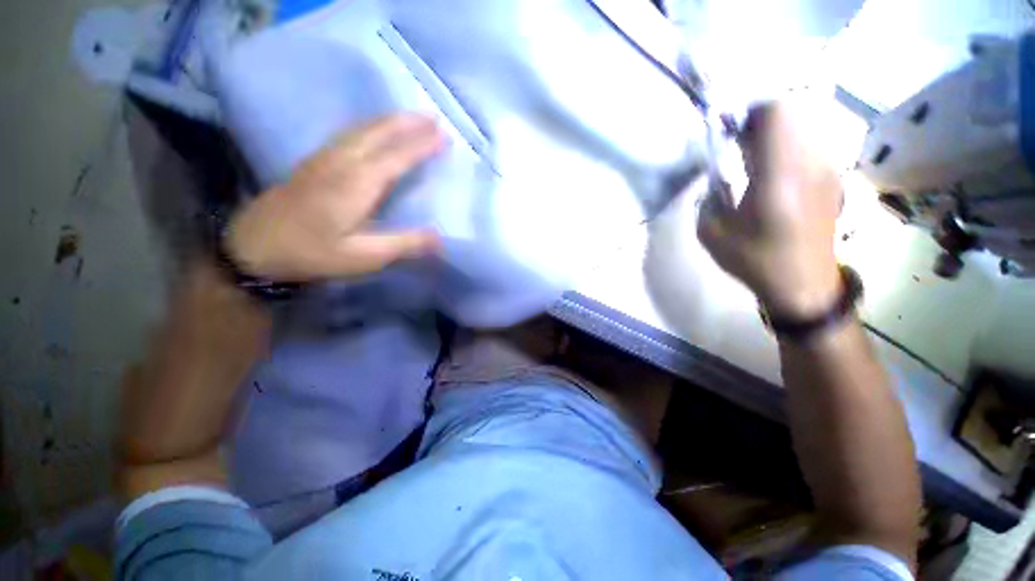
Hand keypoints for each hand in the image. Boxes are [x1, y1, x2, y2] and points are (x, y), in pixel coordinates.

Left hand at [227, 113, 445, 281]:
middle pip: (377, 132)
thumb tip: (441, 240)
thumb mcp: (364, 257)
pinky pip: (349, 134)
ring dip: (389, 120)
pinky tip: (374, 130)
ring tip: (411, 118)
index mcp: (356, 183)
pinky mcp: (314, 162)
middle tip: (433, 118)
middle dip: (407, 122)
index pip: (396, 157)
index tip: (444, 136)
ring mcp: (324, 158)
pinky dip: (370, 126)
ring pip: (361, 128)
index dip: (422, 145)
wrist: (254, 248)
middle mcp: (341, 162)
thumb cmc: (313, 254)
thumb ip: (404, 245)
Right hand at [697, 103, 842, 317]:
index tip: (729, 131)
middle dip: (759, 122)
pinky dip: (787, 148)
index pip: (776, 112)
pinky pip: (808, 145)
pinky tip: (773, 177)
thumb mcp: (712, 233)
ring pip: (801, 126)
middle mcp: (810, 163)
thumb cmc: (754, 260)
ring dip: (774, 134)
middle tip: (737, 146)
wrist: (803, 283)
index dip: (750, 111)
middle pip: (791, 113)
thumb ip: (709, 196)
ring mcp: (827, 168)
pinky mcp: (832, 177)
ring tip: (753, 163)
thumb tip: (715, 174)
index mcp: (778, 177)